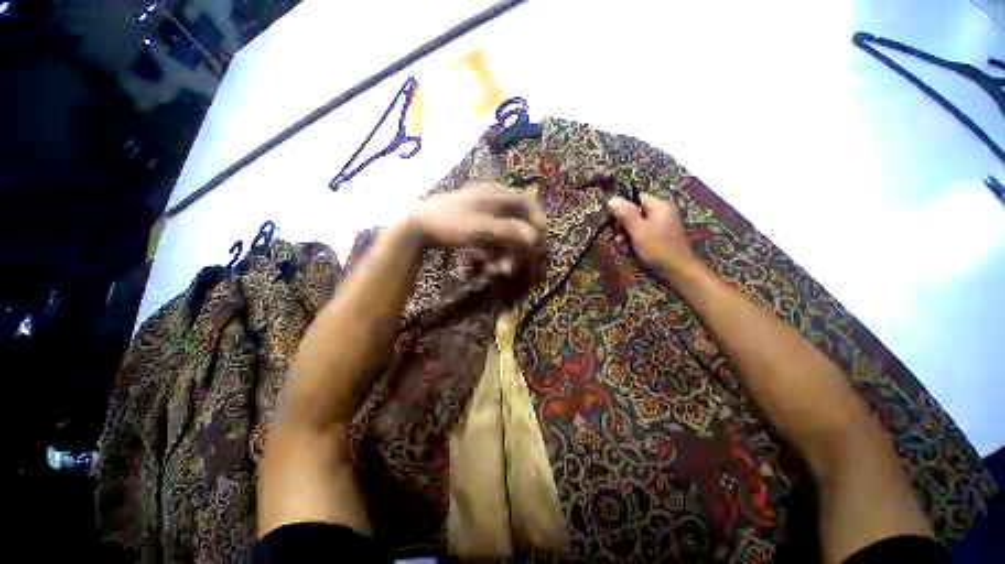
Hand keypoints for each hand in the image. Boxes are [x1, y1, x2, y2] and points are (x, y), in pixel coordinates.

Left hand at [406, 183, 544, 274]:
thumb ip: (509, 231)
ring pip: (504, 232)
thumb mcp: (482, 228)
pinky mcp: (474, 223)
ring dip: (506, 251)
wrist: (419, 224)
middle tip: (518, 263)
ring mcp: (482, 211)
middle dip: (519, 245)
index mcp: (497, 194)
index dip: (537, 222)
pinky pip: (491, 237)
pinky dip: (493, 251)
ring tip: (501, 270)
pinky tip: (489, 264)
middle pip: (517, 221)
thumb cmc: (452, 223)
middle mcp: (493, 199)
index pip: (526, 204)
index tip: (540, 241)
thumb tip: (535, 237)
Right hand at [608, 193, 700, 276]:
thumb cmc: (658, 248)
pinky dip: (633, 243)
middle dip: (622, 225)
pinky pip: (641, 236)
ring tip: (622, 248)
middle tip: (617, 238)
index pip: (636, 198)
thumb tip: (612, 198)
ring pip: (636, 226)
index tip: (612, 221)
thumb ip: (625, 214)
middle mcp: (661, 213)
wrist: (678, 272)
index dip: (622, 207)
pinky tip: (629, 252)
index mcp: (659, 206)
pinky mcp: (659, 239)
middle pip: (634, 213)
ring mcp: (661, 227)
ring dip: (626, 236)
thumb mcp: (638, 230)